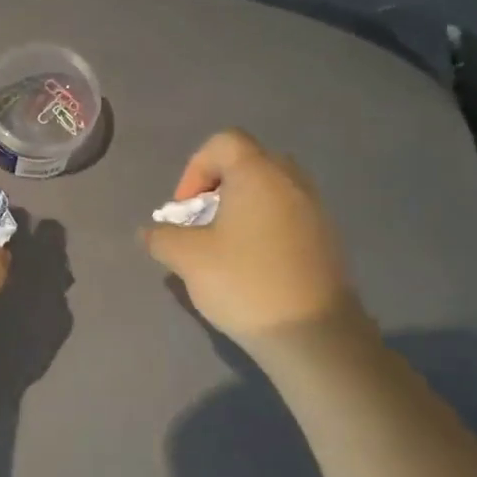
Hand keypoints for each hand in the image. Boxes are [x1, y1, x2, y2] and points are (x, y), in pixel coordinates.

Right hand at [142, 129, 370, 354]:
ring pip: (271, 191)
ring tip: (225, 246)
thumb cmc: (245, 282)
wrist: (313, 334)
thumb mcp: (188, 259)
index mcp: (259, 173)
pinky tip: (253, 266)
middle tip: (203, 222)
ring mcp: (315, 210)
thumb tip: (149, 232)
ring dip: (243, 208)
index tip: (185, 209)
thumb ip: (162, 238)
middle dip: (219, 186)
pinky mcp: (327, 240)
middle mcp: (291, 181)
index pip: (224, 142)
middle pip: (249, 163)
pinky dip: (265, 228)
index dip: (195, 169)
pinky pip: (288, 216)